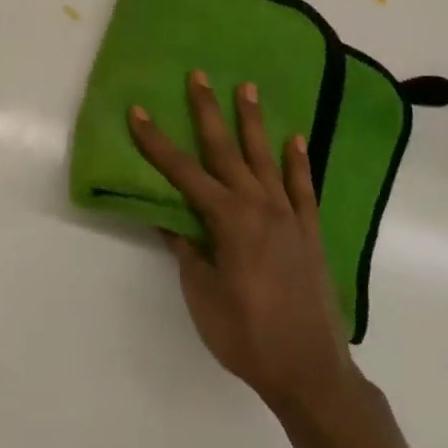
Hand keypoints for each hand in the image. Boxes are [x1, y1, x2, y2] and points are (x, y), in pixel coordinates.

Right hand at [129, 71, 358, 414]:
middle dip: (208, 111)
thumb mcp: (202, 296)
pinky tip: (295, 138)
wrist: (311, 372)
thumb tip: (168, 217)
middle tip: (198, 76)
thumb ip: (187, 251)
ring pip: (265, 158)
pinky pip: (303, 187)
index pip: (183, 173)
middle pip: (226, 151)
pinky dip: (298, 161)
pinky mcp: (310, 231)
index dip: (156, 142)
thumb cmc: (247, 336)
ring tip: (248, 87)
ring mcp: (289, 215)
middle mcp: (259, 206)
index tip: (137, 112)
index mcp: (227, 221)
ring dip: (253, 122)